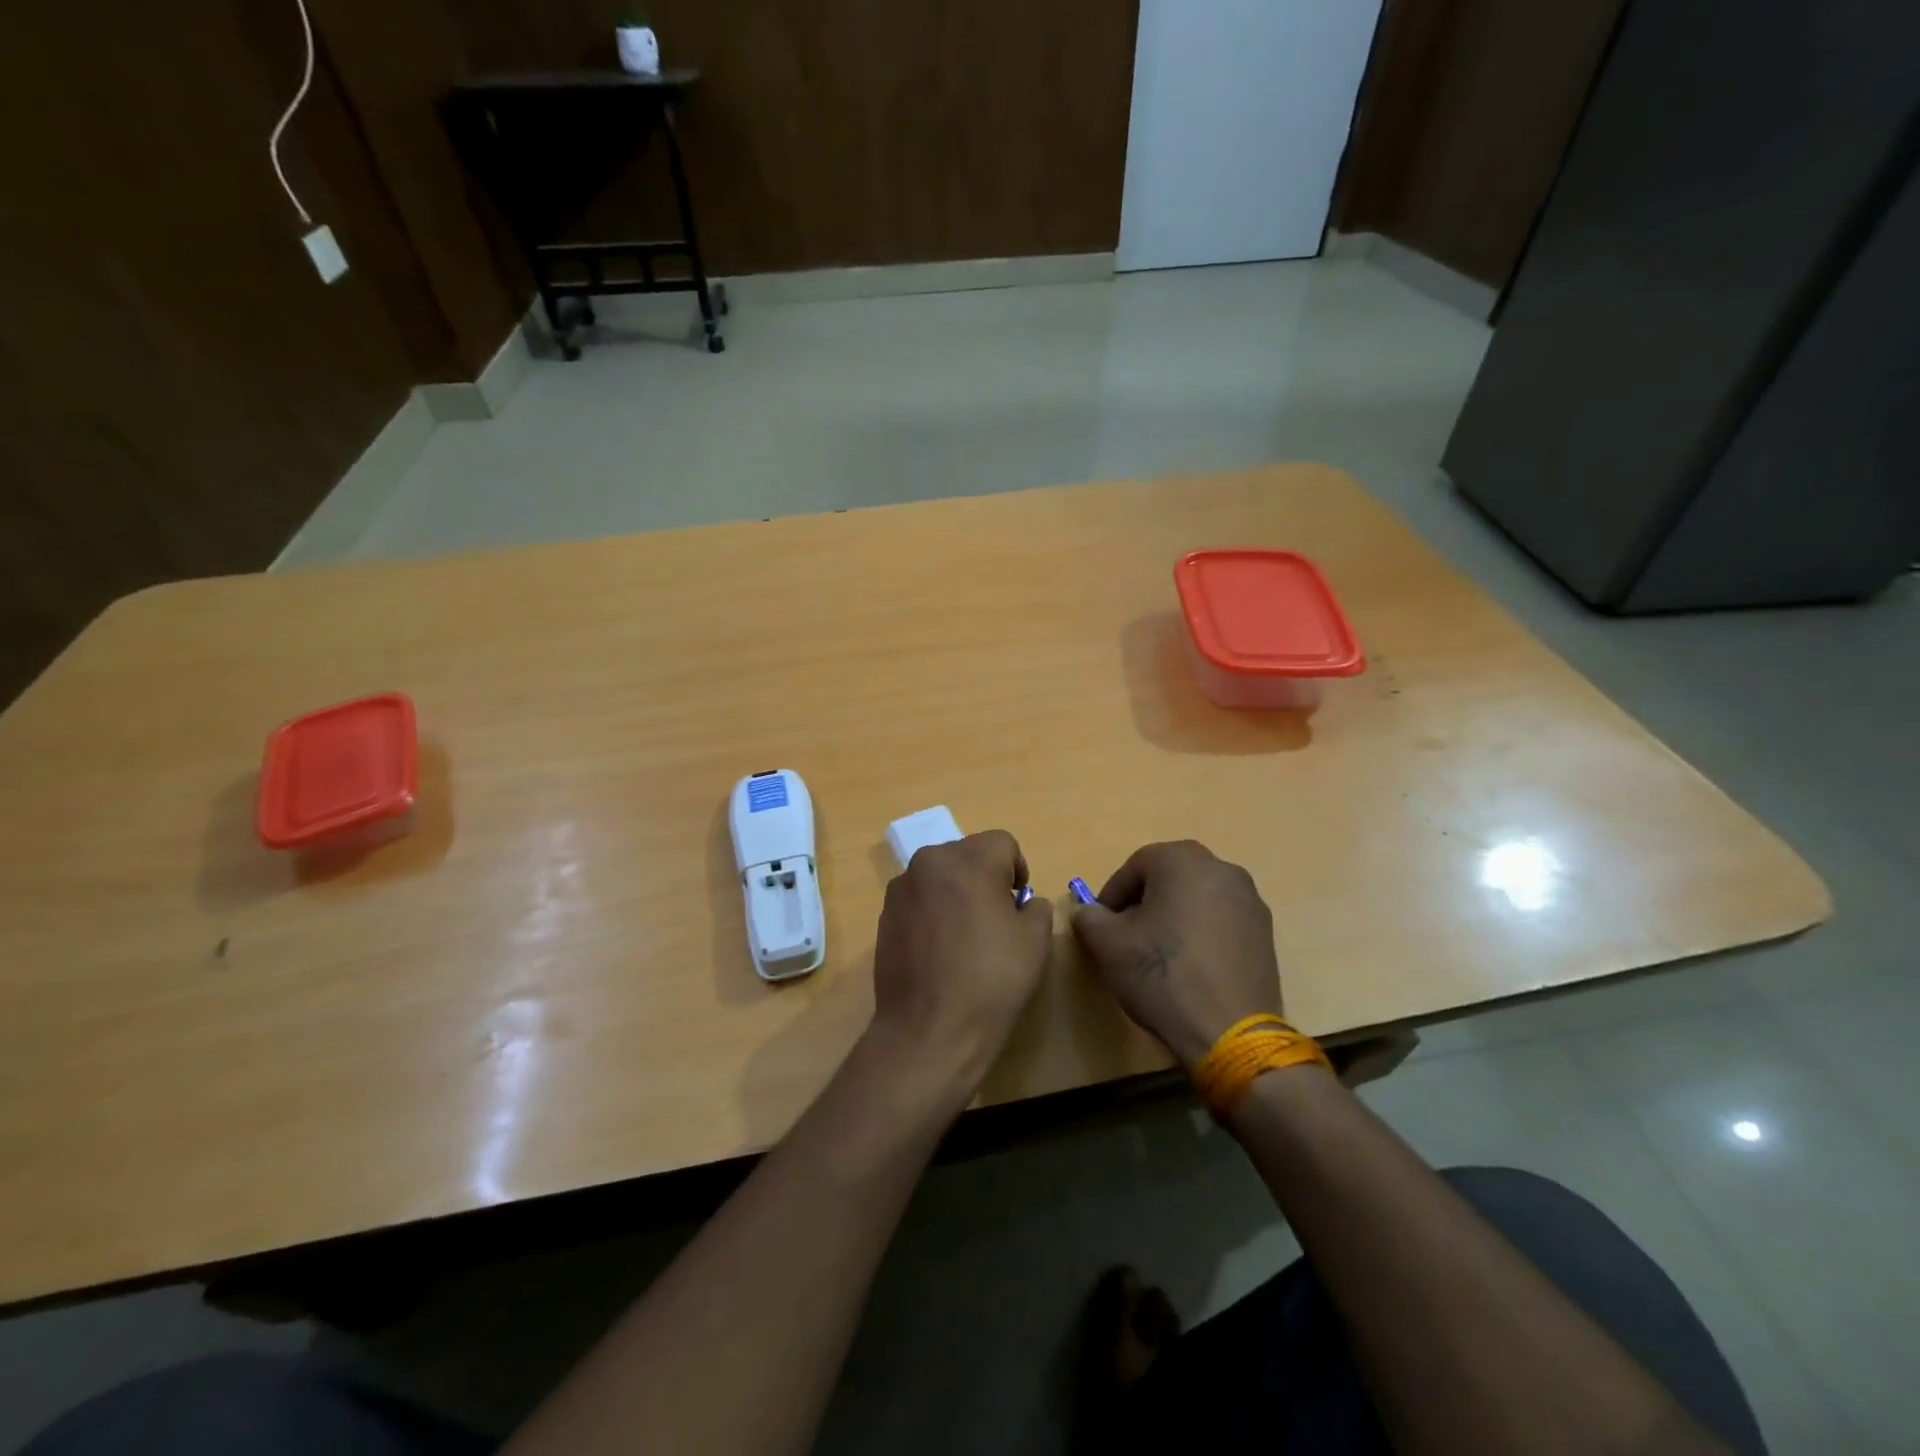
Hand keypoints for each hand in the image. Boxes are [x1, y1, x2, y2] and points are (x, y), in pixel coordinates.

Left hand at [870, 830, 1053, 1087]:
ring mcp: (901, 888)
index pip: (1003, 843)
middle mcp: (929, 862)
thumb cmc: (991, 980)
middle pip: (968, 855)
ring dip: (956, 894)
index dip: (1018, 871)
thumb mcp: (1036, 941)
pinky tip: (940, 952)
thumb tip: (1024, 903)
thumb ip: (1037, 907)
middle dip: (986, 878)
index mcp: (968, 859)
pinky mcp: (885, 916)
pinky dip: (933, 913)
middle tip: (996, 921)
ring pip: (941, 876)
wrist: (929, 1030)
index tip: (1019, 906)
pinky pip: (919, 900)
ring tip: (965, 939)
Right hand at [1070, 840, 1283, 1069]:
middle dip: (1144, 904)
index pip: (1134, 866)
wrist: (1230, 1031)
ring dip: (1174, 918)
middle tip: (1128, 939)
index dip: (1112, 896)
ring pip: (1197, 899)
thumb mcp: (1107, 944)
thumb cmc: (1162, 974)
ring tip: (1159, 957)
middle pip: (1169, 878)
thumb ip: (1089, 917)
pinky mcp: (1266, 934)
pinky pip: (1221, 922)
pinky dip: (1201, 935)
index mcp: (1183, 859)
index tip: (1103, 928)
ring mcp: (1250, 901)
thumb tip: (1089, 913)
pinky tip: (1191, 969)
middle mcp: (1222, 869)